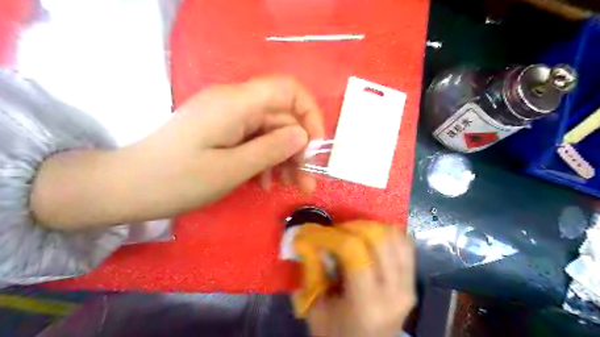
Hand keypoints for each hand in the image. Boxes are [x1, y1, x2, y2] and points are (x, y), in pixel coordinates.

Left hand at [141, 76, 325, 202]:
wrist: (128, 187)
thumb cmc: (178, 180)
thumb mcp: (231, 169)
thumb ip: (271, 149)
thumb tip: (302, 136)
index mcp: (236, 103)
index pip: (288, 89)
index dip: (309, 113)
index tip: (314, 147)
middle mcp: (235, 103)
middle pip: (281, 117)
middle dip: (298, 149)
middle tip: (305, 183)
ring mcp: (228, 117)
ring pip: (271, 131)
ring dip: (284, 158)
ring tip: (290, 186)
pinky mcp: (222, 131)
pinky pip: (255, 140)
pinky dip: (266, 160)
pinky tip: (265, 183)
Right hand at [303, 222, 415, 336]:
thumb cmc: (337, 336)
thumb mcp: (316, 310)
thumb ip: (312, 271)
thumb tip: (306, 237)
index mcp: (367, 304)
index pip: (353, 250)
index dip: (330, 235)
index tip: (314, 233)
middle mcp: (394, 292)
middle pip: (377, 237)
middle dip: (350, 226)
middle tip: (334, 232)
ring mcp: (408, 285)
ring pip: (393, 236)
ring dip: (368, 228)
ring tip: (351, 234)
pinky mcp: (413, 281)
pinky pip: (405, 244)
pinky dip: (386, 234)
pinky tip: (370, 238)